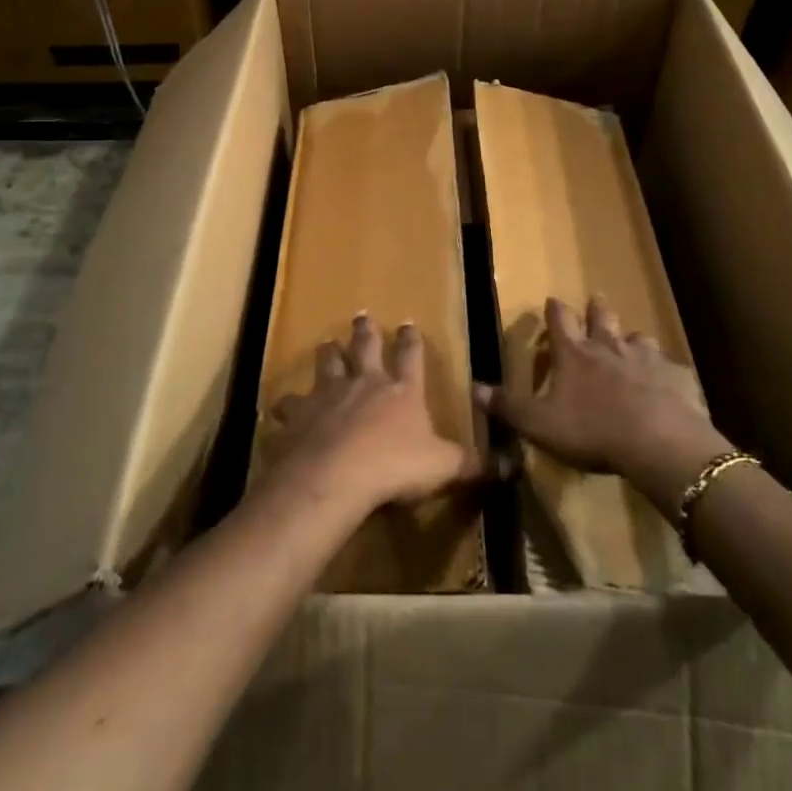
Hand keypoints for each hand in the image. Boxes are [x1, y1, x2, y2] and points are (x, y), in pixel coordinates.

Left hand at [261, 314, 476, 516]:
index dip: (411, 340)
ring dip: (328, 353)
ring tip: (327, 342)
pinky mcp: (300, 413)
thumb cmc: (395, 467)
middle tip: (362, 315)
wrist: (336, 475)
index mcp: (402, 390)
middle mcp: (365, 382)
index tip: (408, 323)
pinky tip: (281, 405)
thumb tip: (510, 465)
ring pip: (328, 363)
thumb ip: (473, 464)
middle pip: (365, 347)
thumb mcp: (443, 467)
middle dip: (366, 331)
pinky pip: (290, 403)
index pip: (411, 357)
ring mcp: (329, 394)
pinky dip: (287, 403)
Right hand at [474, 296, 721, 484]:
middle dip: (596, 308)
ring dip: (631, 339)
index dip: (554, 310)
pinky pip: (670, 368)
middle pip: (602, 317)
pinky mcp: (675, 377)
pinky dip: (665, 371)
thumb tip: (474, 387)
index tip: (552, 299)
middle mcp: (609, 347)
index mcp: (574, 354)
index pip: (559, 321)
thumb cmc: (591, 430)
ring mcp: (645, 359)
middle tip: (595, 299)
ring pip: (638, 338)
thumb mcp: (539, 424)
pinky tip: (667, 380)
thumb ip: (508, 406)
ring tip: (631, 341)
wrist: (657, 441)